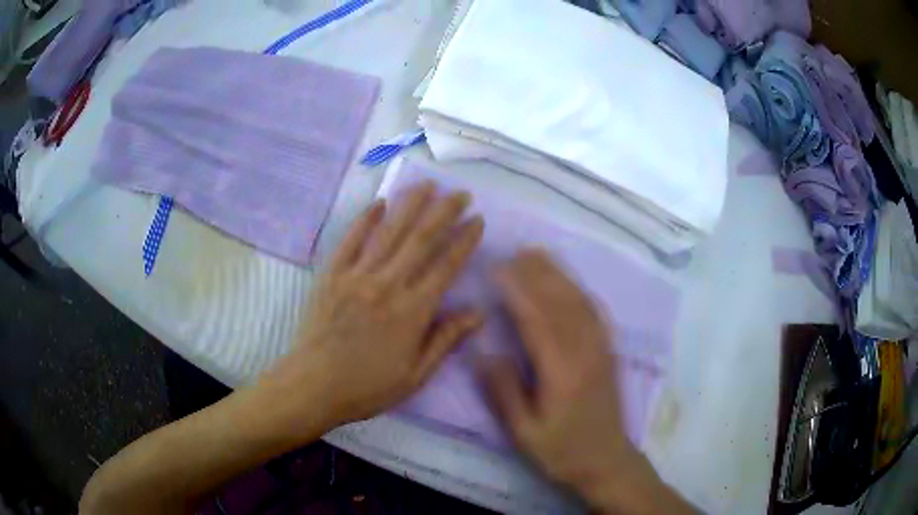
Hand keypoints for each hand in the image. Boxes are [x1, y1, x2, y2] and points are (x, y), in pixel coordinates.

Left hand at [267, 182, 484, 433]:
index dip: (464, 240)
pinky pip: (351, 240)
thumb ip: (445, 339)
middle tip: (460, 193)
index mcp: (412, 311)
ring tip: (427, 185)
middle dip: (444, 212)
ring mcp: (357, 276)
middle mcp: (387, 285)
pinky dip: (366, 220)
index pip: (446, 266)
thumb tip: (478, 313)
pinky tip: (379, 204)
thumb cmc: (368, 387)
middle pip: (421, 239)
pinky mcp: (332, 275)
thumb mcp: (415, 375)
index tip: (477, 220)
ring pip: (389, 232)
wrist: (314, 386)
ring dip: (410, 205)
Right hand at [482, 250, 690, 513]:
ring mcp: (601, 349)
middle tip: (515, 251)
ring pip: (580, 302)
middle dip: (538, 273)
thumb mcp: (524, 433)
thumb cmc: (561, 451)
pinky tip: (569, 281)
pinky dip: (579, 289)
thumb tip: (483, 354)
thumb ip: (504, 393)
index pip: (537, 321)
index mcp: (562, 373)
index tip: (498, 269)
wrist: (606, 461)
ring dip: (559, 274)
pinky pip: (595, 312)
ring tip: (538, 255)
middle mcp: (585, 353)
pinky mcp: (609, 352)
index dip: (517, 291)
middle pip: (562, 303)